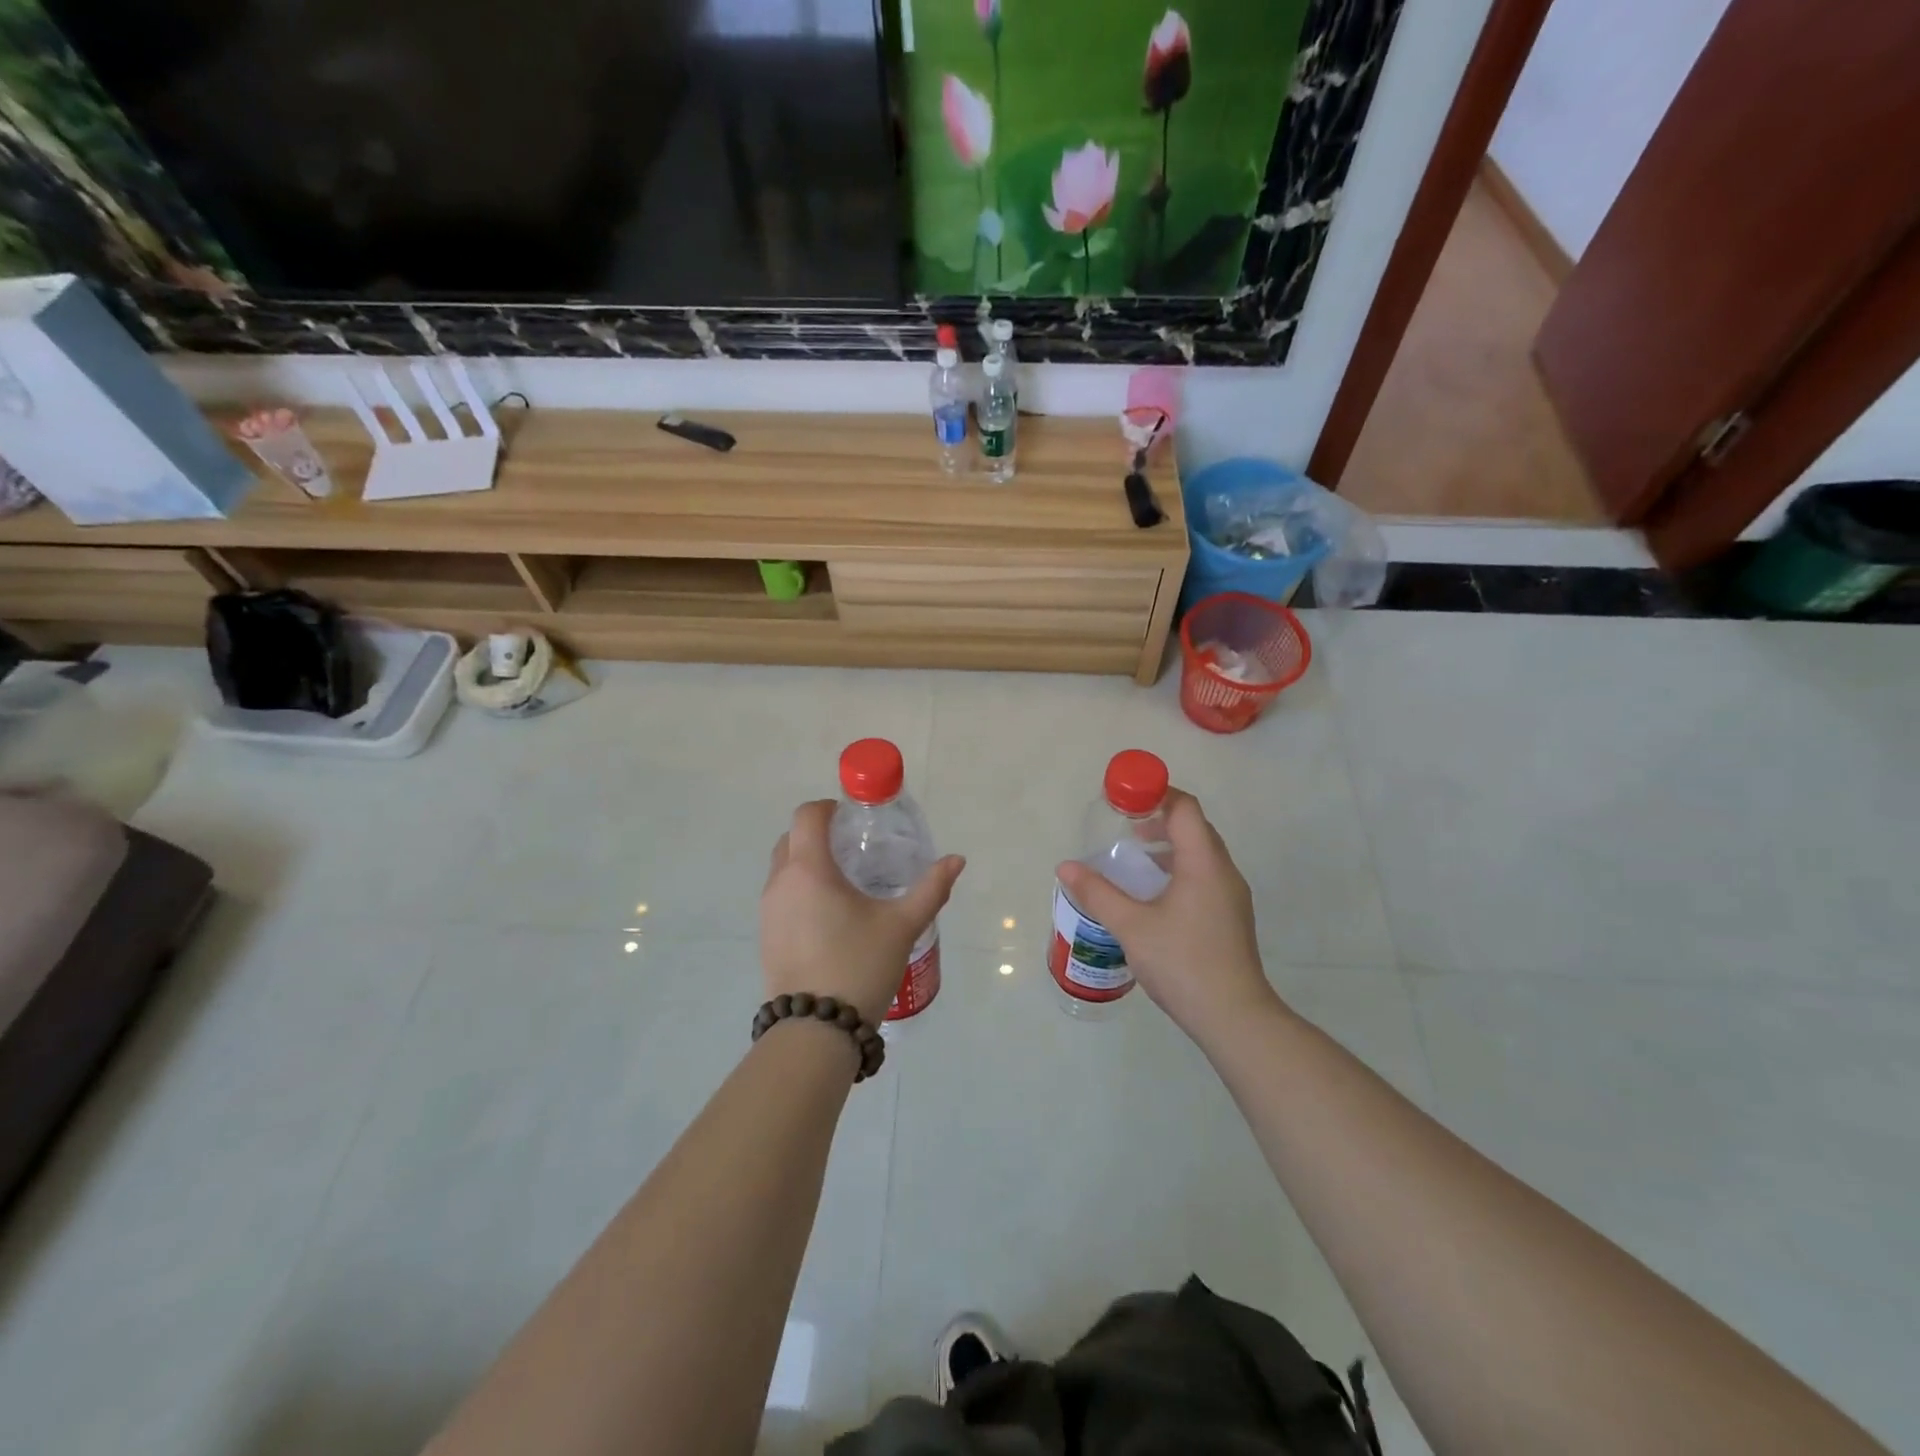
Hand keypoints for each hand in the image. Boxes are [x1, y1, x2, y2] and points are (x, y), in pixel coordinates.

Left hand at [760, 800, 965, 1026]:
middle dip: (817, 834)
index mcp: (809, 869)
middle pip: (790, 839)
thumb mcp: (902, 925)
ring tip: (845, 883)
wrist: (816, 1030)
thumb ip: (931, 888)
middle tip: (852, 847)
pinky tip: (829, 916)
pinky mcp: (766, 936)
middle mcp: (780, 883)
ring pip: (783, 869)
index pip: (807, 816)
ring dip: (807, 863)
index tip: (852, 817)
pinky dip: (800, 890)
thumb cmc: (859, 965)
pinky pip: (781, 896)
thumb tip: (956, 860)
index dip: (827, 807)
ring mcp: (768, 911)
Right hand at [1055, 788, 1279, 1046]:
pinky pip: (1204, 876)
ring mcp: (1231, 896)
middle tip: (1125, 827)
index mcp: (1203, 863)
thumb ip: (1097, 892)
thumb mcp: (1131, 926)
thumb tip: (1065, 867)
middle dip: (1159, 819)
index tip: (1123, 799)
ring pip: (1201, 854)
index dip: (1155, 794)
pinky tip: (1154, 896)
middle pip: (1194, 827)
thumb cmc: (1182, 963)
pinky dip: (1178, 869)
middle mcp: (1223, 872)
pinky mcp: (1230, 917)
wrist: (1234, 1017)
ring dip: (1169, 846)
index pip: (1185, 808)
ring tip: (1135, 859)